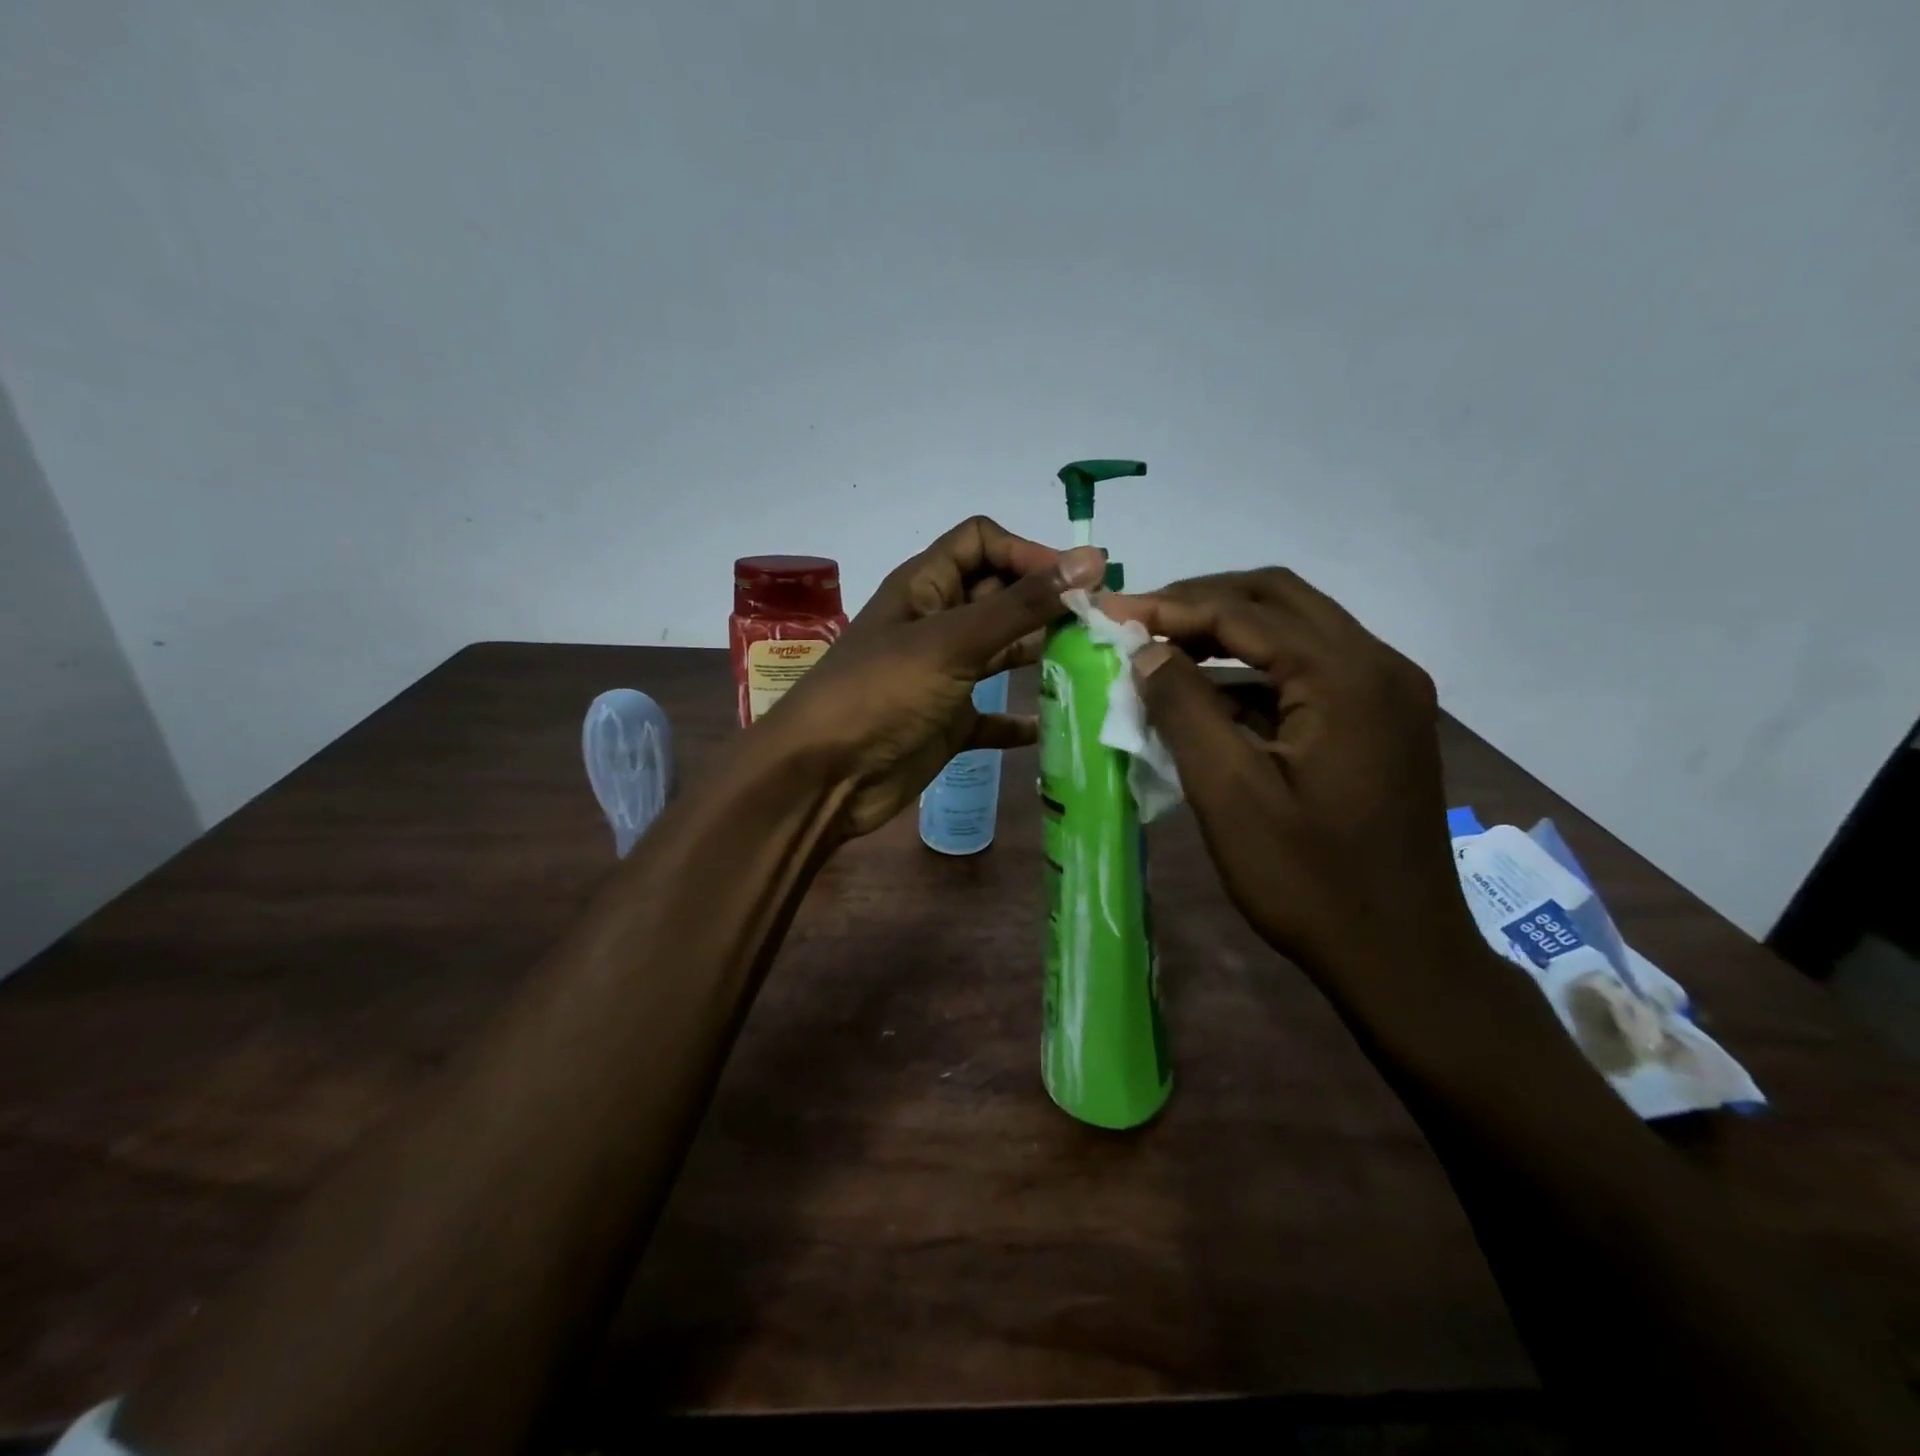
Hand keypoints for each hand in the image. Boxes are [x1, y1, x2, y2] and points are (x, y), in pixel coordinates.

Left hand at [765, 517, 1106, 838]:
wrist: (824, 777)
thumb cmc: (882, 694)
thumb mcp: (952, 641)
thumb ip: (1021, 604)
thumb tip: (1091, 559)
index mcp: (925, 587)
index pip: (982, 542)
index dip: (1026, 553)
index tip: (1074, 584)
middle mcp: (936, 623)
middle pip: (999, 596)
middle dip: (1045, 604)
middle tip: (1100, 626)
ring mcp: (943, 675)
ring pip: (1001, 651)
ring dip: (1040, 655)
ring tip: (1092, 664)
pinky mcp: (947, 722)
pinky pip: (993, 715)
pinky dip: (1020, 720)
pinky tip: (1053, 724)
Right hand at [1103, 570, 1478, 981]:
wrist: (1402, 957)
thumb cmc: (1309, 881)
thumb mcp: (1229, 794)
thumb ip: (1184, 709)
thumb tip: (1145, 651)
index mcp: (1346, 676)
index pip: (1245, 612)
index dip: (1170, 606)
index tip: (1109, 613)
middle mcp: (1378, 665)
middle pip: (1278, 599)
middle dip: (1201, 602)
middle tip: (1139, 621)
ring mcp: (1387, 692)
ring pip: (1296, 629)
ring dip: (1228, 631)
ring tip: (1162, 650)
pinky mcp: (1381, 720)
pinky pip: (1310, 670)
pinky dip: (1255, 671)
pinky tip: (1210, 696)